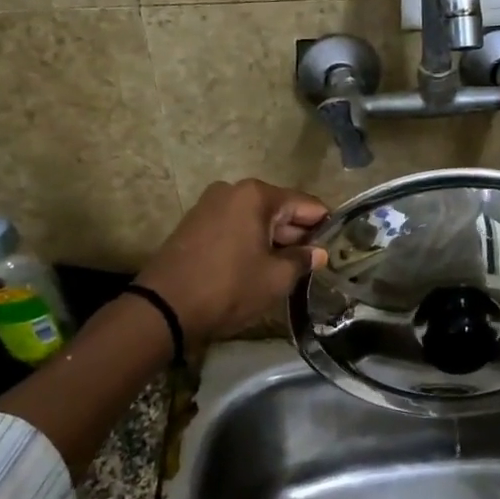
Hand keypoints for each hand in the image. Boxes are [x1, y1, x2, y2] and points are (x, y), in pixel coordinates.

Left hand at [136, 179, 328, 344]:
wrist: (163, 308)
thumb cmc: (228, 288)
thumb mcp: (275, 279)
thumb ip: (302, 260)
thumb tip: (318, 253)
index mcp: (257, 195)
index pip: (305, 204)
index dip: (324, 224)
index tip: (336, 245)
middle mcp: (233, 190)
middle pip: (279, 208)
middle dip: (297, 233)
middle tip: (313, 261)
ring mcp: (210, 204)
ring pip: (255, 218)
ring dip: (273, 238)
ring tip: (289, 267)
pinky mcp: (195, 223)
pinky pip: (234, 225)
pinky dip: (250, 240)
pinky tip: (259, 264)